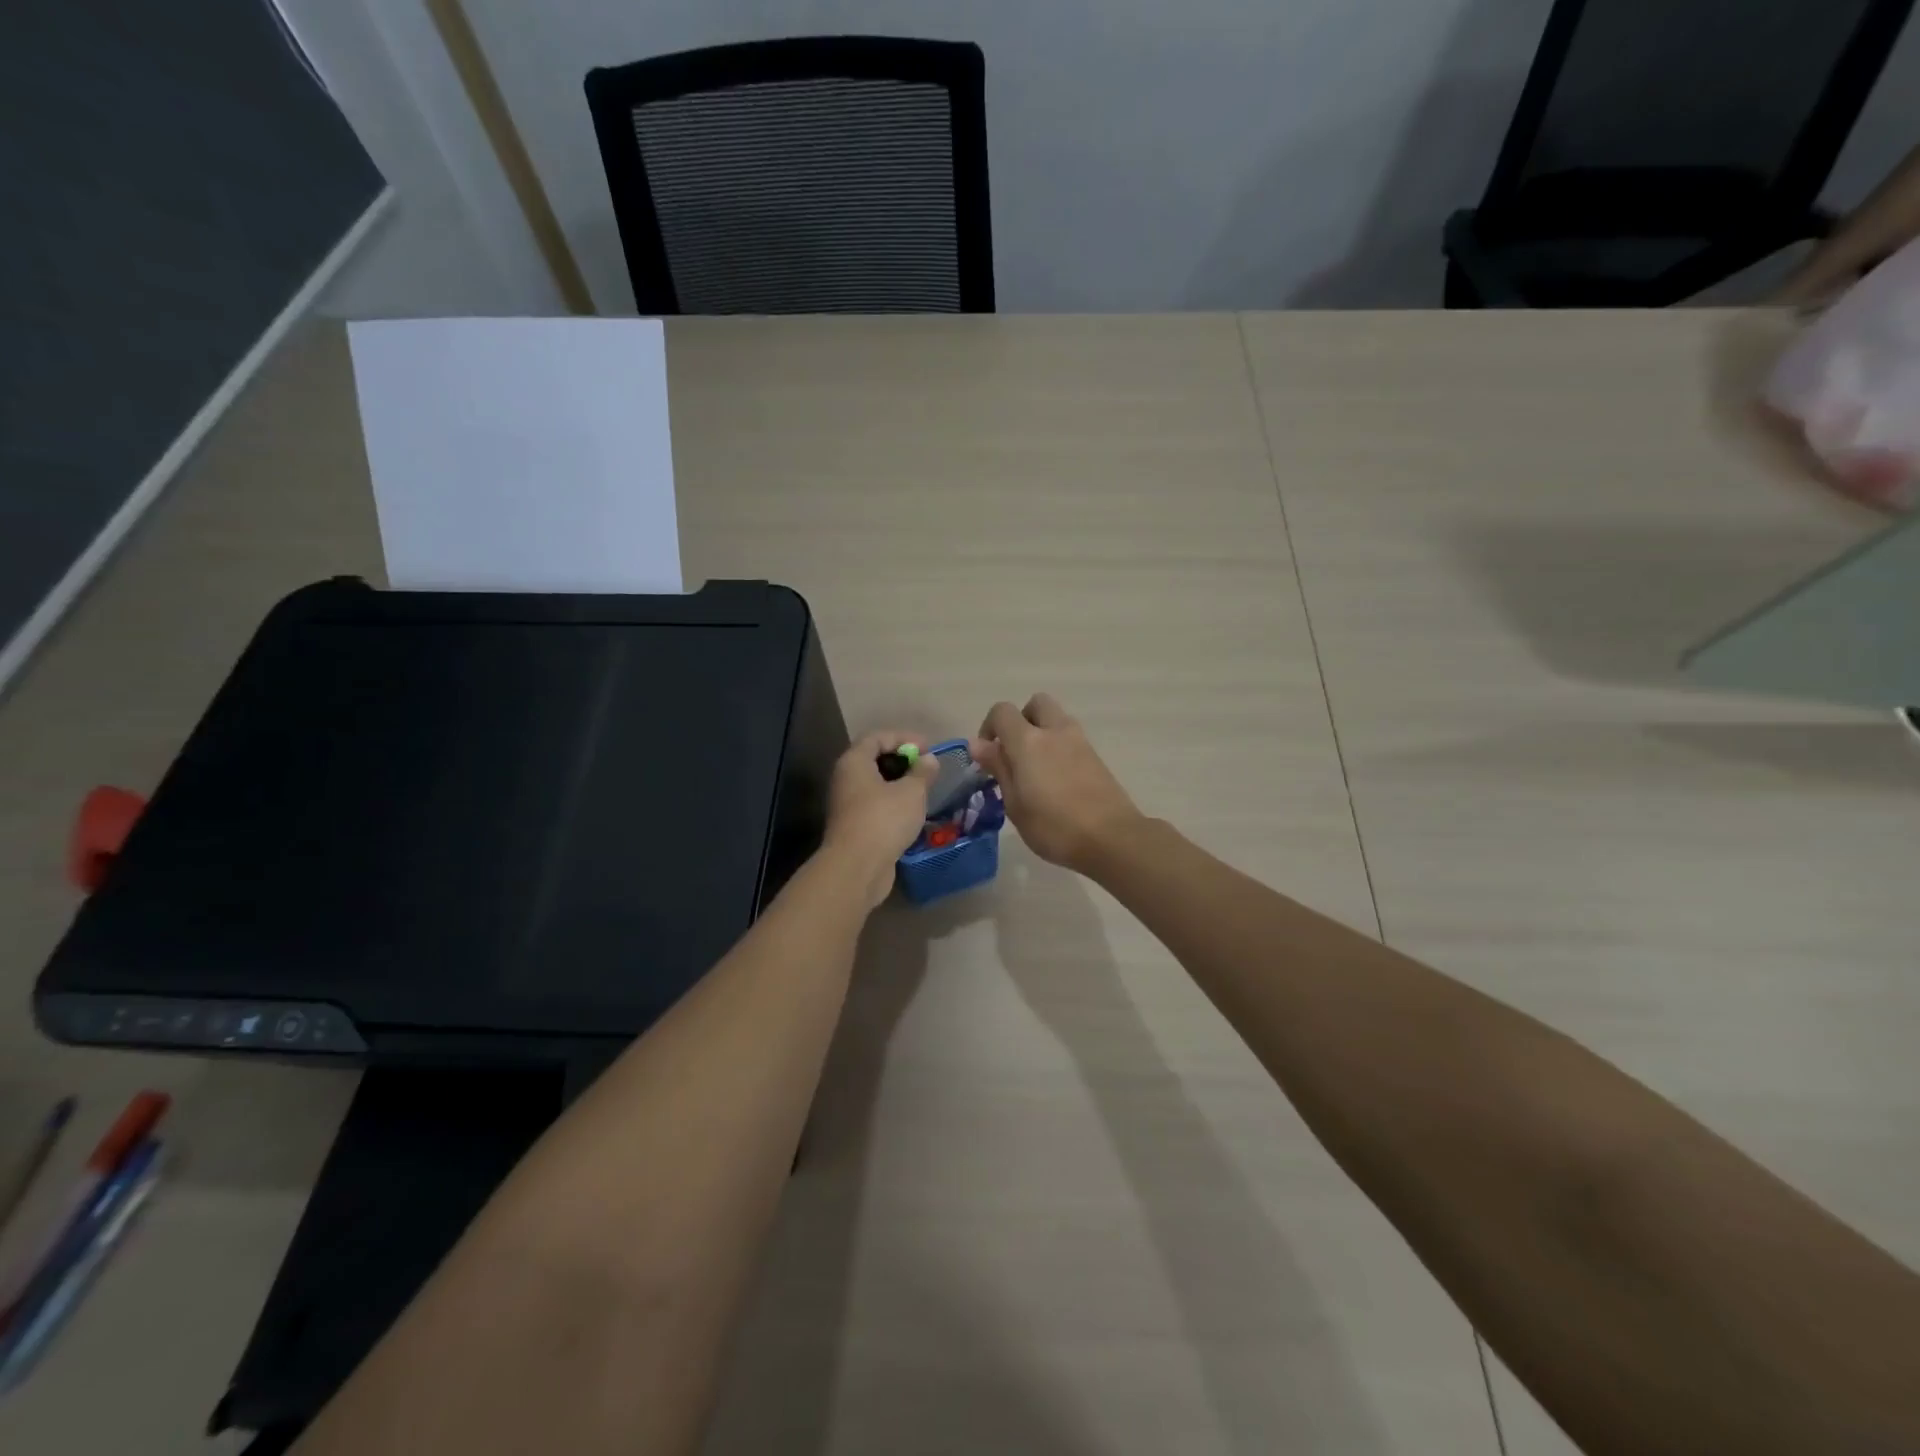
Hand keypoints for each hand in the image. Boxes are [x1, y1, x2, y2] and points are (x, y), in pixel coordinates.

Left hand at [823, 731, 937, 907]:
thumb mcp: (911, 792)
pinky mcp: (854, 827)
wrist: (857, 868)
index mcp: (854, 762)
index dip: (903, 737)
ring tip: (924, 790)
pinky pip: (875, 806)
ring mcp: (847, 805)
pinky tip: (912, 812)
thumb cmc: (884, 820)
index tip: (928, 748)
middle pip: (874, 760)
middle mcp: (846, 779)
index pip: (877, 737)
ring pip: (875, 785)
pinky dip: (894, 804)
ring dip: (899, 784)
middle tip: (927, 768)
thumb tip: (928, 759)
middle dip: (902, 761)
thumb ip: (922, 772)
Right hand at [969, 695, 1141, 873]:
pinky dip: (1058, 747)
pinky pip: (1070, 738)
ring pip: (1056, 719)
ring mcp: (1080, 741)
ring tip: (1034, 770)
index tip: (987, 756)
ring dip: (1041, 733)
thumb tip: (979, 744)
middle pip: (1036, 704)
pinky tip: (1056, 781)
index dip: (989, 727)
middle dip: (1021, 720)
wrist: (1111, 838)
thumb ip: (999, 768)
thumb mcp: (1014, 803)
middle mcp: (1055, 731)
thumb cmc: (1054, 826)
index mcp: (1028, 741)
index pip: (1002, 711)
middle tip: (1014, 753)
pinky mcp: (1096, 756)